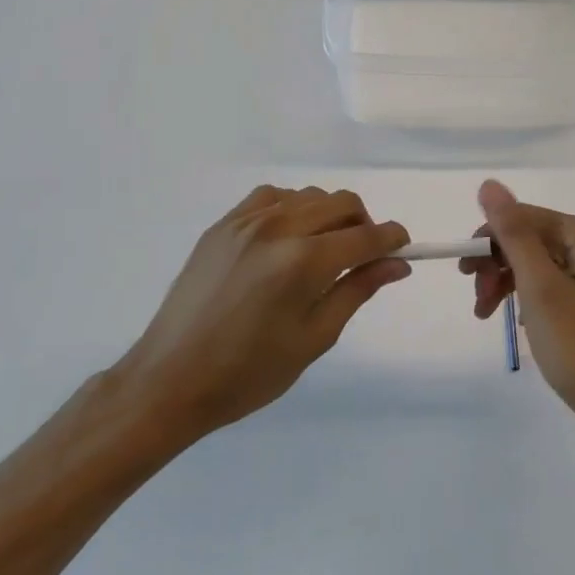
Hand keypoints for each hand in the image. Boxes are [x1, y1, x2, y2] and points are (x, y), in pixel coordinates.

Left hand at [113, 186, 410, 445]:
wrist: (170, 379)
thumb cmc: (250, 372)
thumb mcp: (315, 338)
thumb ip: (358, 290)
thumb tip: (398, 264)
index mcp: (304, 261)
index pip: (366, 236)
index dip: (393, 239)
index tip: (403, 249)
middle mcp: (278, 228)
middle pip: (342, 203)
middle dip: (364, 225)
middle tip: (363, 258)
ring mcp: (246, 221)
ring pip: (309, 195)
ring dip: (329, 215)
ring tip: (324, 251)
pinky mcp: (223, 224)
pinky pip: (272, 196)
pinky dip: (293, 207)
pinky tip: (288, 237)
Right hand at [463, 180, 574, 447]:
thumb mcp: (540, 288)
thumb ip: (514, 234)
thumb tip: (489, 184)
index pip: (523, 217)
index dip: (488, 241)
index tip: (464, 275)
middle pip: (531, 238)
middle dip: (497, 265)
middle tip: (478, 302)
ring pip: (540, 262)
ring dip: (509, 283)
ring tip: (486, 315)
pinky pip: (555, 282)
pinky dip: (530, 297)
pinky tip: (518, 321)